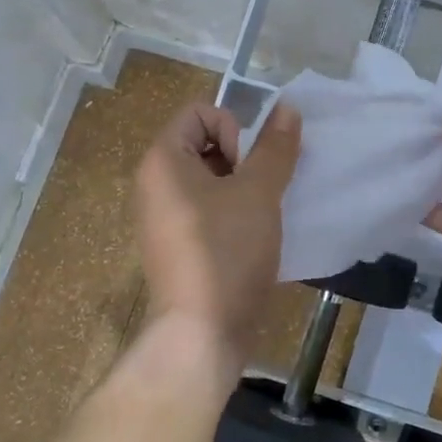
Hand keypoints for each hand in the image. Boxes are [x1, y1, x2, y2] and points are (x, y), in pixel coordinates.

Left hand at [135, 102, 300, 362]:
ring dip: (243, 188)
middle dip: (243, 160)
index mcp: (163, 160)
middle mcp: (155, 183)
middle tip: (261, 193)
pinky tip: (253, 239)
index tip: (249, 168)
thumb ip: (275, 147)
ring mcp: (163, 217)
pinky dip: (233, 214)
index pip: (200, 112)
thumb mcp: (258, 193)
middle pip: (205, 143)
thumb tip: (287, 107)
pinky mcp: (178, 246)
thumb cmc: (227, 252)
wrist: (202, 333)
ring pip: (211, 180)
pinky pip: (207, 210)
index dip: (233, 129)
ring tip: (262, 217)